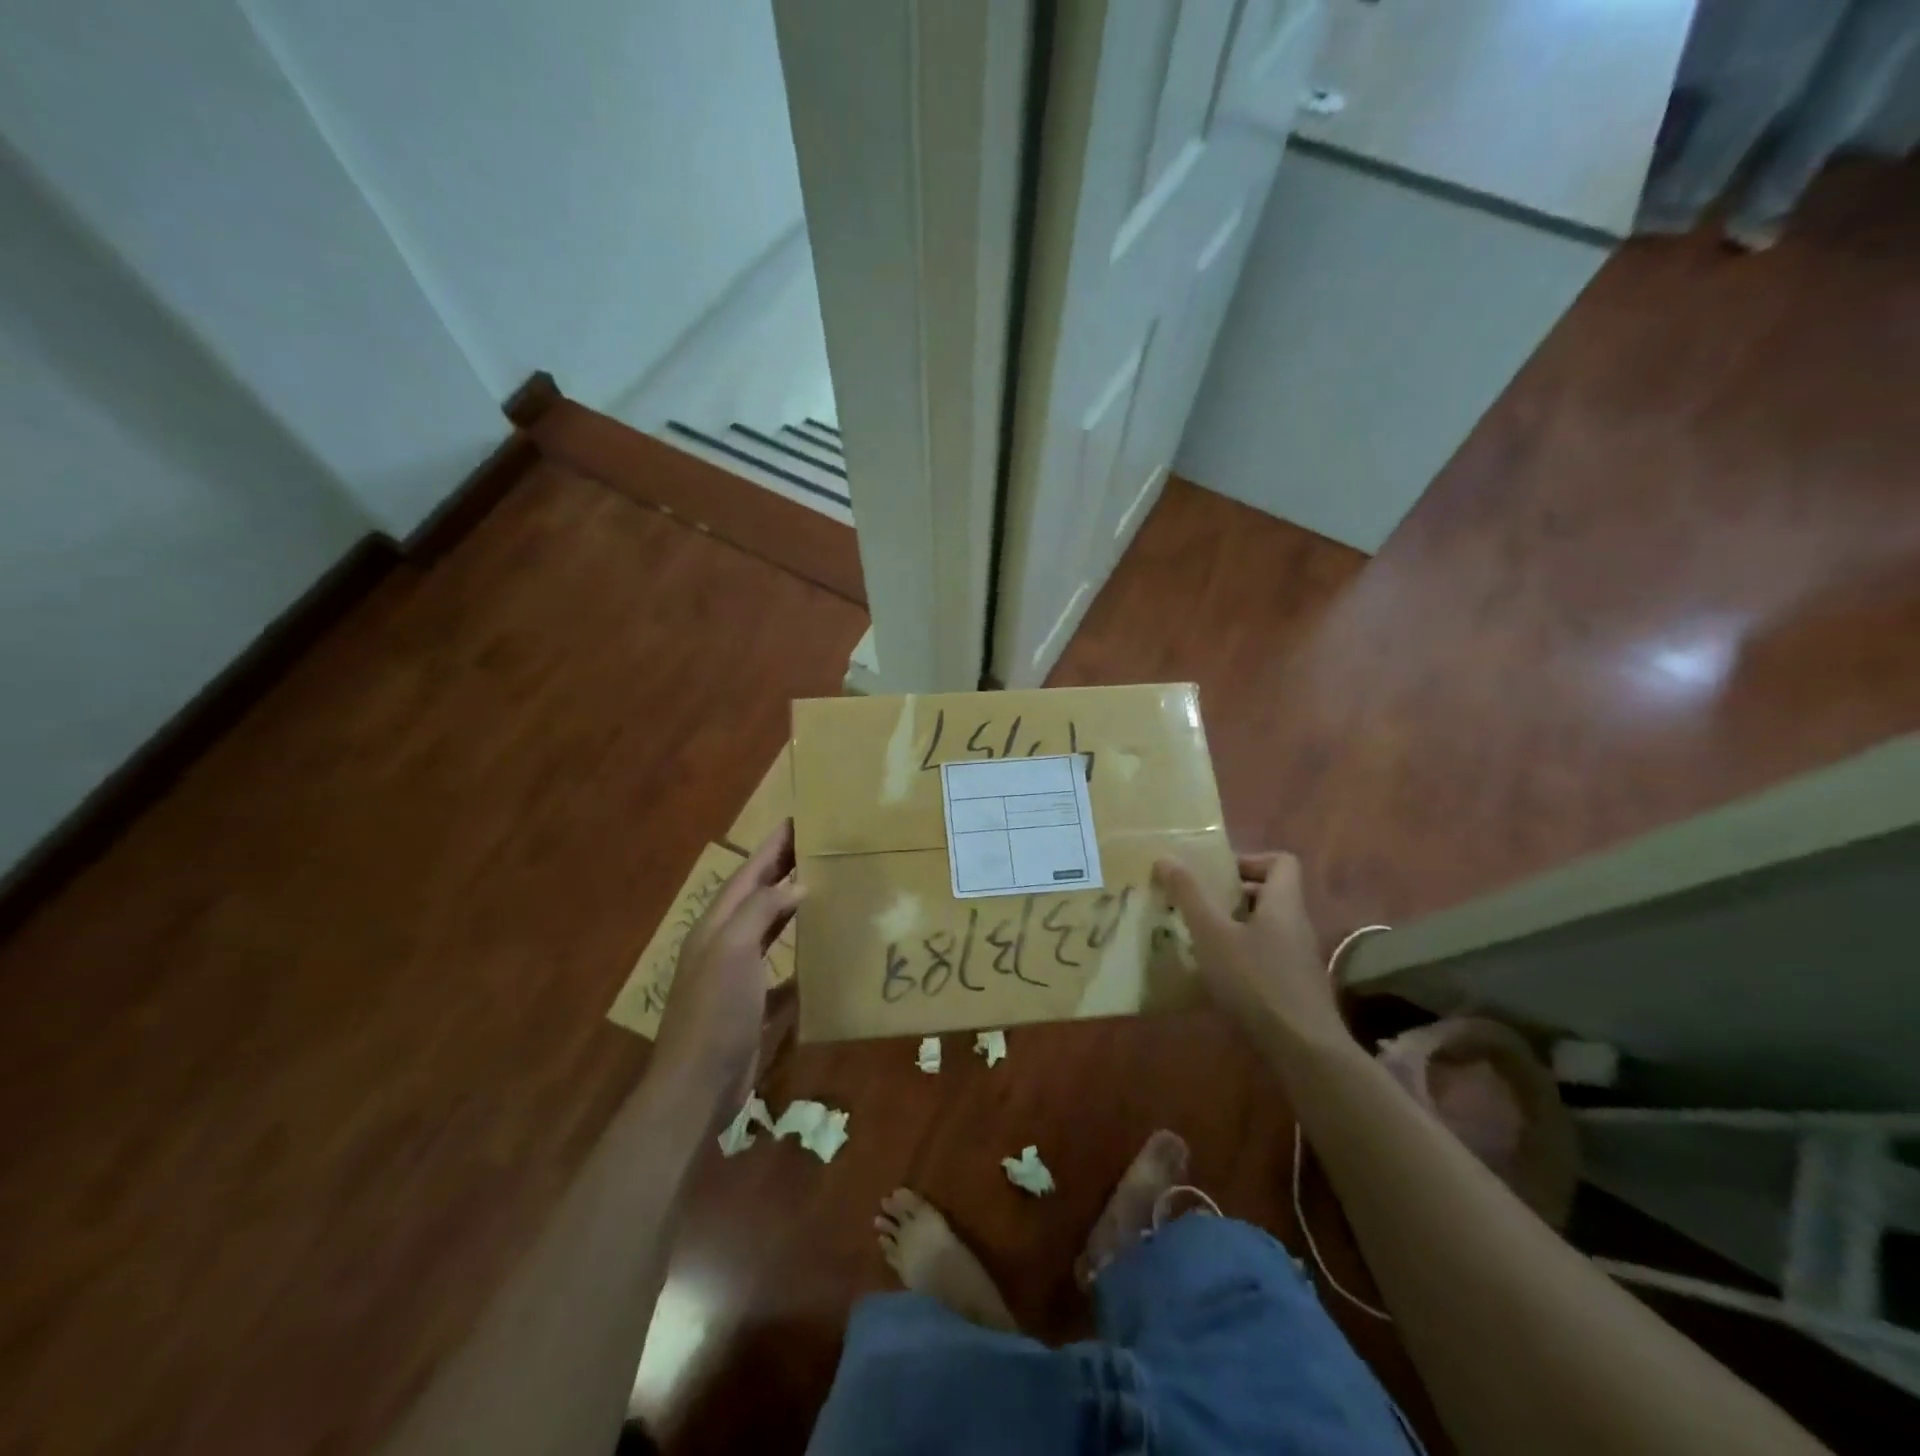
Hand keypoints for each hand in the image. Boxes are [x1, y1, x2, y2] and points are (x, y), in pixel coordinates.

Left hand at [652, 821, 801, 1114]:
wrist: (697, 1085)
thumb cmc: (715, 1012)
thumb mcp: (733, 951)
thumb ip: (761, 911)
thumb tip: (796, 884)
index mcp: (717, 926)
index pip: (748, 873)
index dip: (772, 847)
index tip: (798, 820)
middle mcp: (726, 944)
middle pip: (758, 896)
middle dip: (783, 869)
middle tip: (817, 847)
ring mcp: (738, 977)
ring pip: (769, 930)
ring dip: (792, 908)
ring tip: (823, 888)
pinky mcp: (753, 1006)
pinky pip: (781, 972)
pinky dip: (799, 957)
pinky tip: (822, 954)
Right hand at [1154, 851, 1345, 1045]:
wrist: (1303, 1049)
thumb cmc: (1255, 980)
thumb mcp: (1212, 933)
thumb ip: (1189, 895)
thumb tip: (1166, 857)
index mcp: (1283, 903)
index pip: (1281, 861)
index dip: (1249, 860)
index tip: (1216, 874)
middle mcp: (1296, 925)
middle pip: (1270, 894)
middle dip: (1232, 894)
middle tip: (1198, 903)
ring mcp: (1298, 958)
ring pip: (1266, 927)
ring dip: (1233, 926)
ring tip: (1199, 937)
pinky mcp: (1294, 987)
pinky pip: (1266, 955)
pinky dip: (1241, 955)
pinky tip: (1216, 975)